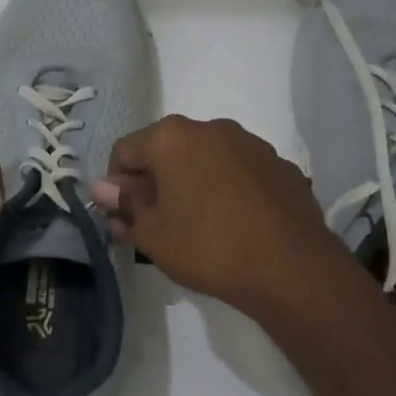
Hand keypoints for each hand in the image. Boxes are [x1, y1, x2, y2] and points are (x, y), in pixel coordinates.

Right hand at [93, 116, 348, 314]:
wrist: (291, 267)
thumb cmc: (208, 247)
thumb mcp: (152, 233)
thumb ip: (125, 204)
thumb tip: (105, 187)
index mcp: (172, 137)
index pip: (124, 151)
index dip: (116, 186)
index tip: (123, 218)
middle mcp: (211, 127)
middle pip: (165, 151)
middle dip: (153, 183)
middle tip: (154, 225)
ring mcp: (251, 144)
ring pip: (204, 159)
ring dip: (190, 184)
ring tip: (196, 226)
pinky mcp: (280, 165)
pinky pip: (237, 172)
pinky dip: (225, 190)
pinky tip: (233, 225)